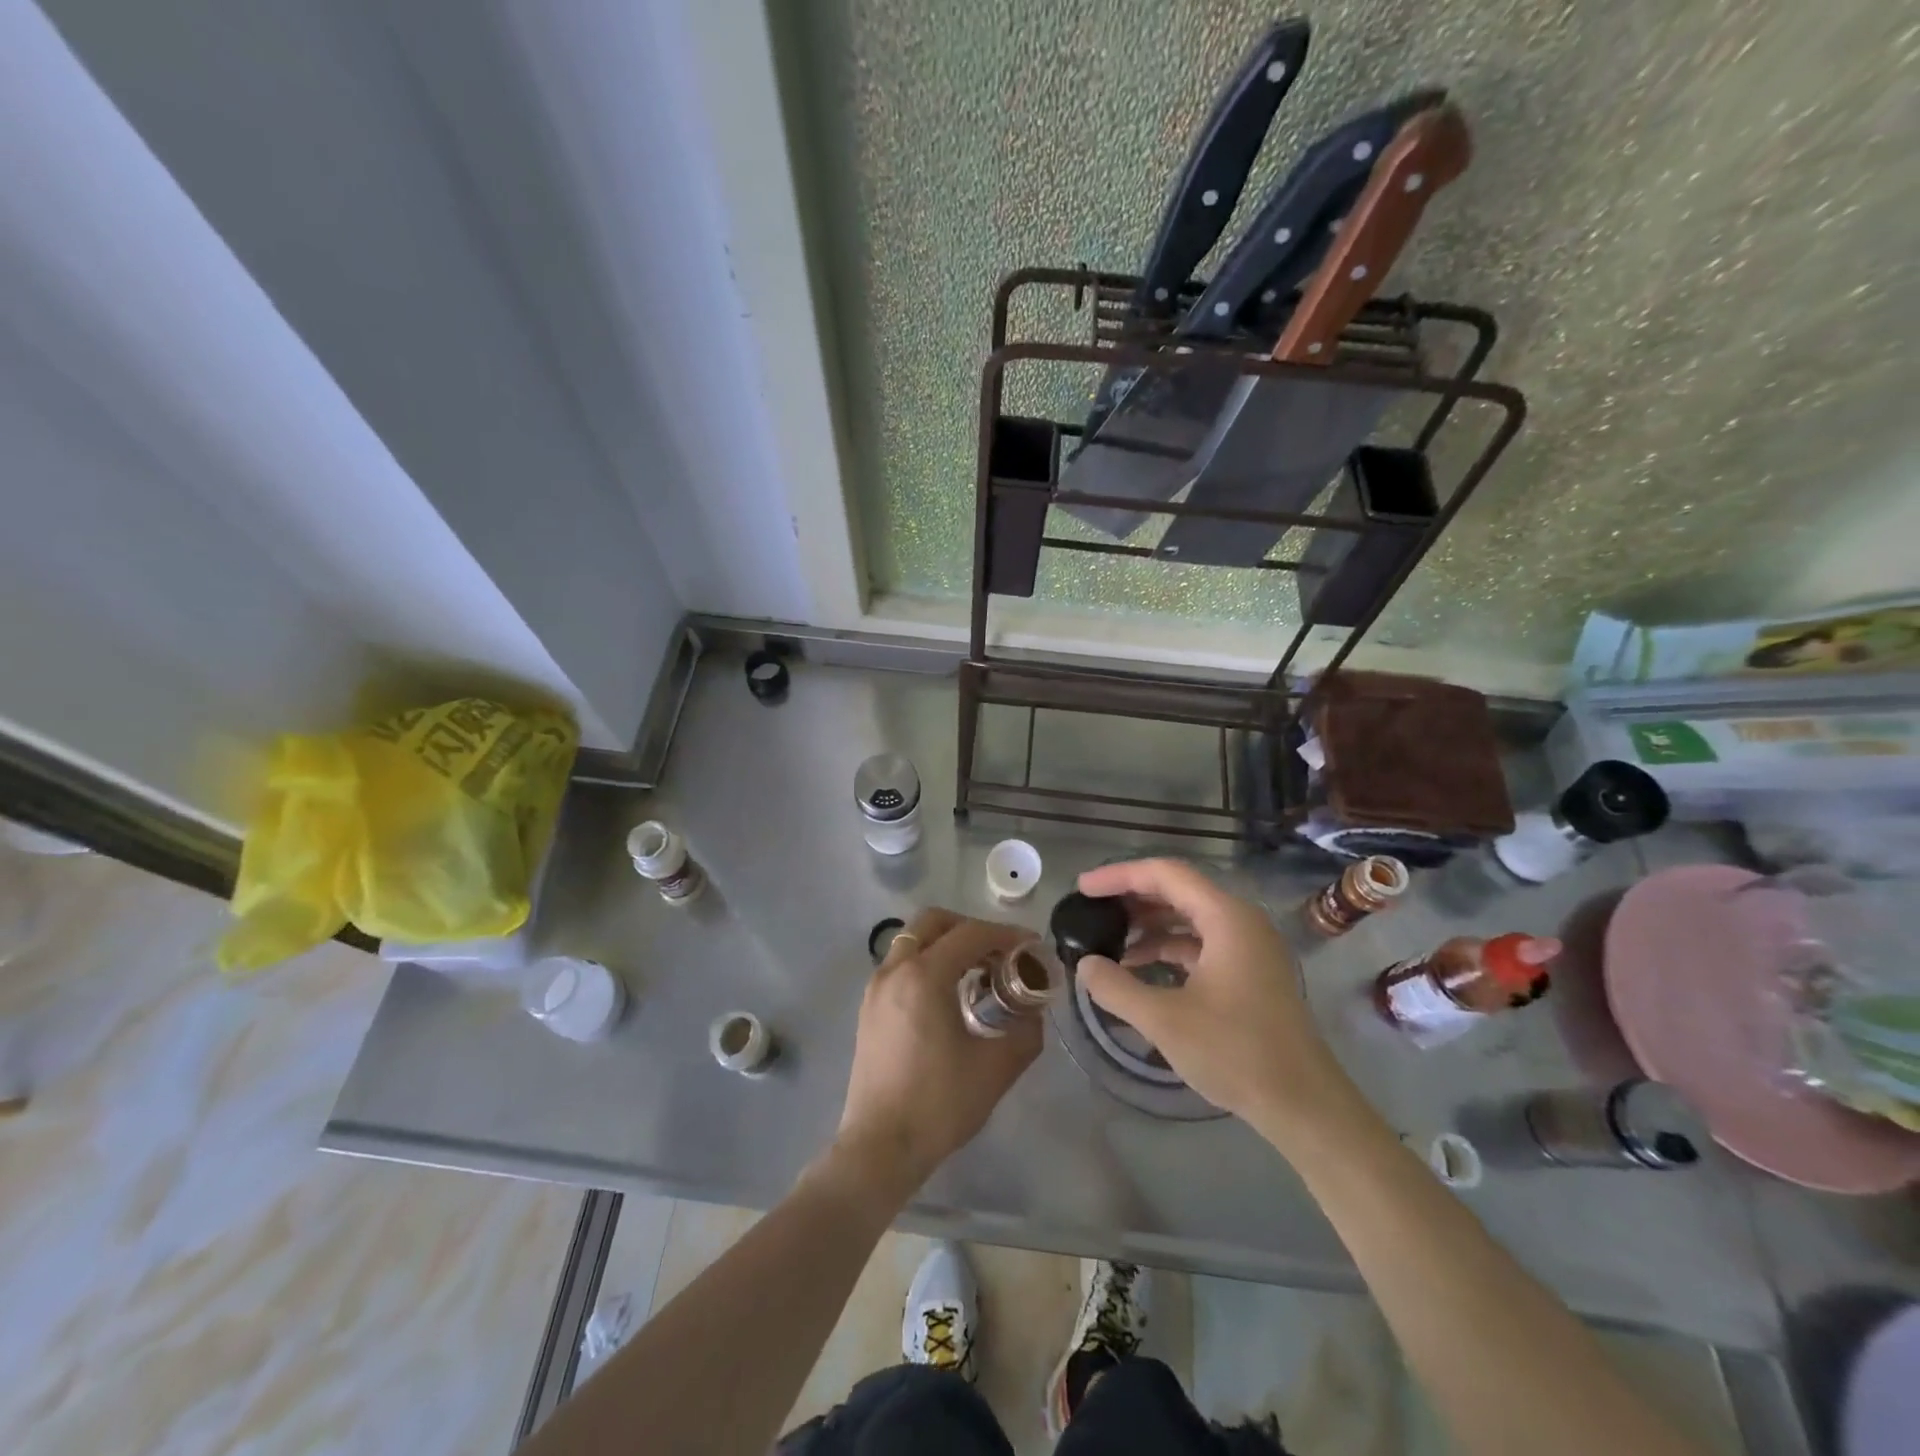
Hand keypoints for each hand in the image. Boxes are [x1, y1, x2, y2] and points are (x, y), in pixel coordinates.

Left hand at [834, 908, 1041, 1198]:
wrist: (879, 1148)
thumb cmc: (939, 1105)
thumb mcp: (996, 1069)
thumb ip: (1025, 1032)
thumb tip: (1034, 1011)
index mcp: (924, 976)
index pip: (970, 934)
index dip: (1006, 934)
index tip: (1031, 947)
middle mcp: (895, 970)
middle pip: (933, 922)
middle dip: (970, 928)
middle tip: (999, 953)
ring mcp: (876, 987)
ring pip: (913, 940)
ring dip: (946, 944)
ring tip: (977, 973)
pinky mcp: (868, 1007)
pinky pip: (901, 964)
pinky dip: (927, 962)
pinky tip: (948, 995)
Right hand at [1075, 859, 1356, 1137]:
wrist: (1304, 1105)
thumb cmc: (1236, 1053)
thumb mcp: (1164, 1020)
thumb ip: (1116, 987)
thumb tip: (1085, 965)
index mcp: (1226, 917)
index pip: (1165, 874)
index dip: (1119, 876)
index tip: (1082, 888)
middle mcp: (1240, 921)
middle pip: (1177, 890)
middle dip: (1132, 898)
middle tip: (1091, 910)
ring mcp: (1249, 947)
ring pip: (1189, 917)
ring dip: (1149, 925)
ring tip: (1109, 940)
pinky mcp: (1250, 971)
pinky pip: (1201, 942)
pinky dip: (1168, 948)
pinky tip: (1139, 968)